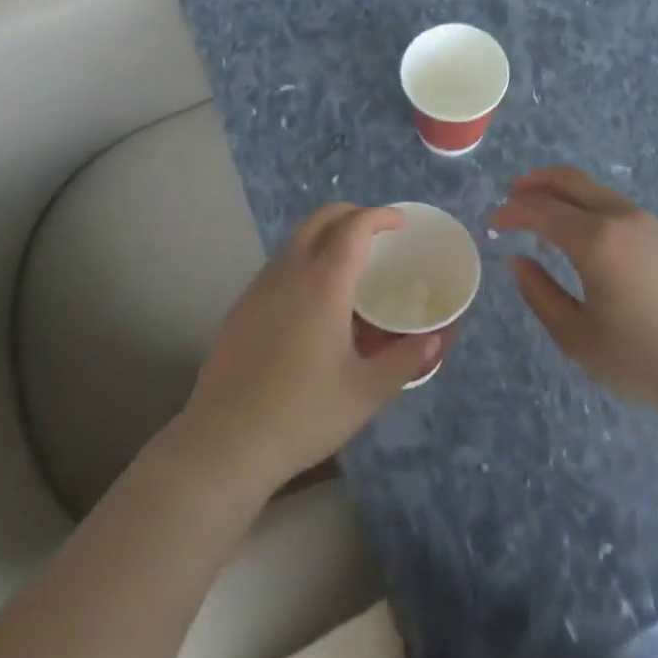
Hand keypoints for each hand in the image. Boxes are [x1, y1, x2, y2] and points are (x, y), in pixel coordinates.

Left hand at [177, 204, 441, 492]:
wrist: (224, 443)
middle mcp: (290, 271)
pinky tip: (311, 300)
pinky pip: (279, 264)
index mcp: (324, 282)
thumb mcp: (366, 393)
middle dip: (352, 214)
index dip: (380, 216)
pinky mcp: (241, 306)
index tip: (400, 224)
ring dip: (326, 236)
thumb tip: (433, 341)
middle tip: (377, 234)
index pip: (355, 226)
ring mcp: (260, 286)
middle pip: (322, 218)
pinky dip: (304, 260)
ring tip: (348, 266)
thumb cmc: (302, 414)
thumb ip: (404, 361)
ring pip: (297, 239)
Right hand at [491, 167, 657, 427]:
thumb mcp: (578, 338)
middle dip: (535, 182)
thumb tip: (518, 262)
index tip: (494, 223)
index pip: (541, 209)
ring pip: (595, 189)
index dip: (513, 211)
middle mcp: (620, 217)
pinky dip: (588, 205)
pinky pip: (616, 205)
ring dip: (563, 191)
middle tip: (513, 197)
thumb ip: (541, 295)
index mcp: (595, 239)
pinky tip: (583, 232)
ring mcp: (648, 222)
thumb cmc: (643, 360)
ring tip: (543, 211)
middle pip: (569, 180)